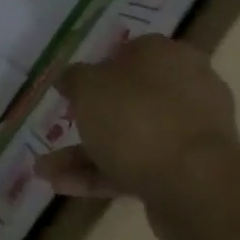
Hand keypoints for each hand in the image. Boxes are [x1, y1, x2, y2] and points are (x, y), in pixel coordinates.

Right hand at [34, 36, 239, 214]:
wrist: (194, 185)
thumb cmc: (137, 119)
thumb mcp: (89, 88)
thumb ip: (75, 79)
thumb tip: (70, 77)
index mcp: (167, 55)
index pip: (130, 52)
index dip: (98, 67)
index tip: (73, 88)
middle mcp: (185, 88)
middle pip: (129, 99)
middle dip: (88, 119)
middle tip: (59, 129)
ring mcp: (188, 133)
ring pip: (129, 137)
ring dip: (85, 153)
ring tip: (45, 171)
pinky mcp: (187, 172)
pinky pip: (138, 167)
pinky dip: (102, 174)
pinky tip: (64, 187)